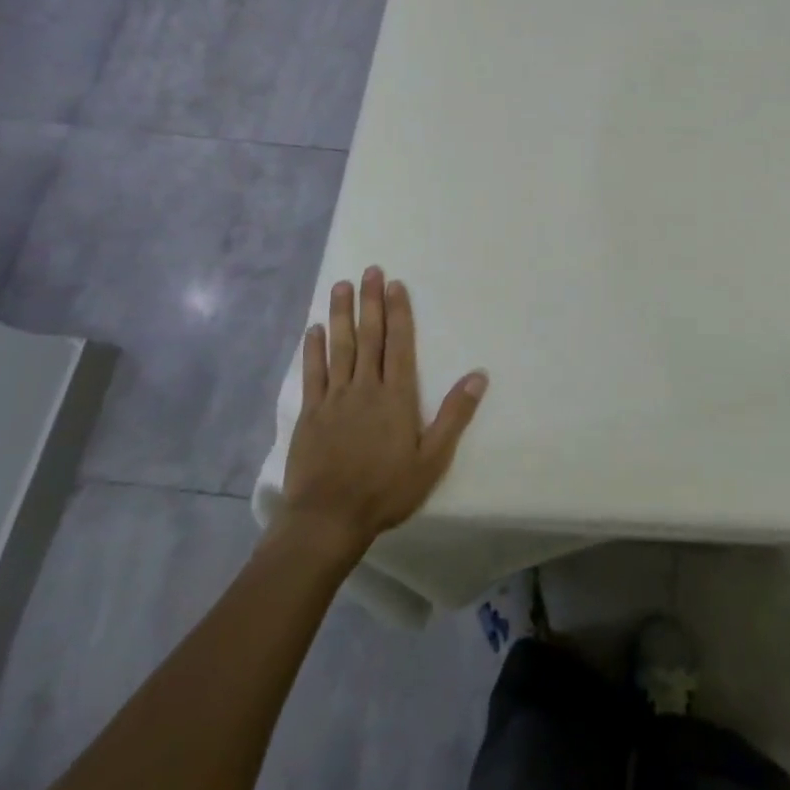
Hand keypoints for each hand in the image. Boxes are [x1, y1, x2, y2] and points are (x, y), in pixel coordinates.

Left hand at [279, 267, 486, 558]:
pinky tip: (314, 329)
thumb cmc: (386, 490)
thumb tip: (478, 375)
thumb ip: (454, 415)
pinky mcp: (311, 414)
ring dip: (341, 314)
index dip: (398, 312)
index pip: (399, 344)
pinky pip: (313, 374)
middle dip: (370, 302)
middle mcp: (365, 388)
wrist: (328, 518)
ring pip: (339, 347)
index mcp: (396, 396)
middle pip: (369, 337)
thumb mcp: (432, 459)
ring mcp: (334, 399)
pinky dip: (314, 350)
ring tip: (341, 286)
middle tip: (369, 271)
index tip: (394, 285)